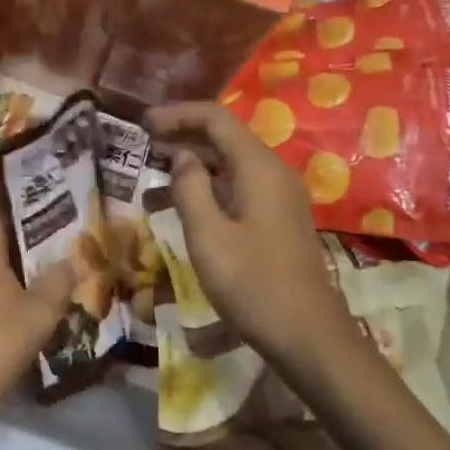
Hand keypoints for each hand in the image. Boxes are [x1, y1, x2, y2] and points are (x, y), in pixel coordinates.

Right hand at [145, 102, 356, 372]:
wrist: (308, 335)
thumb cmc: (253, 284)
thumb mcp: (208, 236)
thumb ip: (190, 188)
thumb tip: (181, 156)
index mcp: (259, 168)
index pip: (216, 118)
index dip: (177, 115)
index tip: (142, 125)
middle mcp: (273, 173)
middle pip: (224, 139)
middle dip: (181, 138)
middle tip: (141, 148)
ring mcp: (278, 198)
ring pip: (229, 167)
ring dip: (191, 169)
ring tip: (150, 185)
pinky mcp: (277, 220)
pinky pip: (238, 190)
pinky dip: (207, 191)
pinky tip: (180, 211)